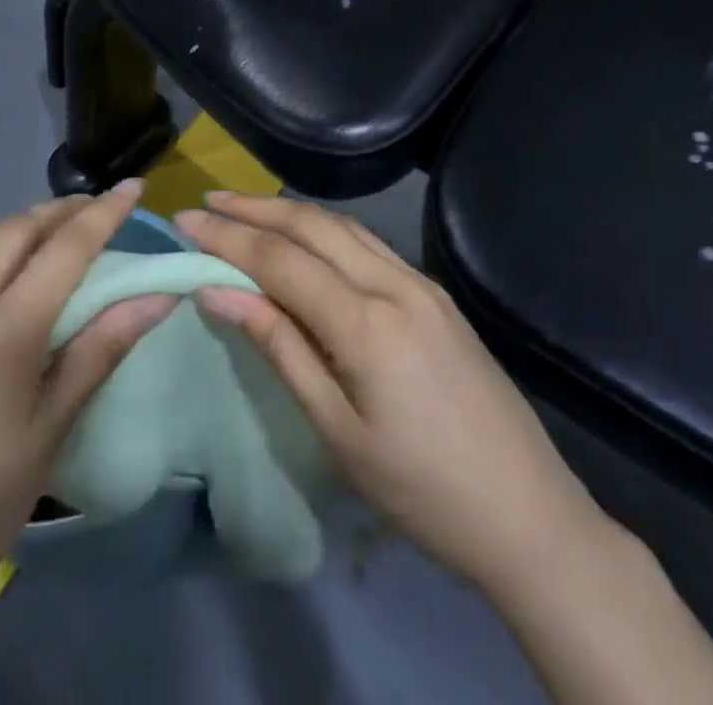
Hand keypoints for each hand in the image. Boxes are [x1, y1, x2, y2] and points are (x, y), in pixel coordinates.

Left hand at [0, 181, 176, 656]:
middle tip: (87, 214)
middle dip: (57, 212)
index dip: (104, 213)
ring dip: (2, 240)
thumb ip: (102, 350)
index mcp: (2, 335)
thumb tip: (158, 295)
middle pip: (12, 231)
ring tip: (24, 261)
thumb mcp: (51, 432)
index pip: (65, 249)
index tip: (133, 186)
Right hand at [177, 194, 610, 597]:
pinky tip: (308, 239)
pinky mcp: (436, 295)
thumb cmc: (421, 490)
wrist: (527, 511)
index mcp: (367, 323)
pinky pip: (371, 245)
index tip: (186, 220)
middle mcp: (396, 284)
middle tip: (210, 201)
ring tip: (247, 209)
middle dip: (257, 208)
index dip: (229, 237)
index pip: (282, 260)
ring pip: (345, 227)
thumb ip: (280, 348)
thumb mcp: (337, 430)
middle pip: (315, 226)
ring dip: (293, 212)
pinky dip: (328, 230)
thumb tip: (219, 292)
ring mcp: (422, 284)